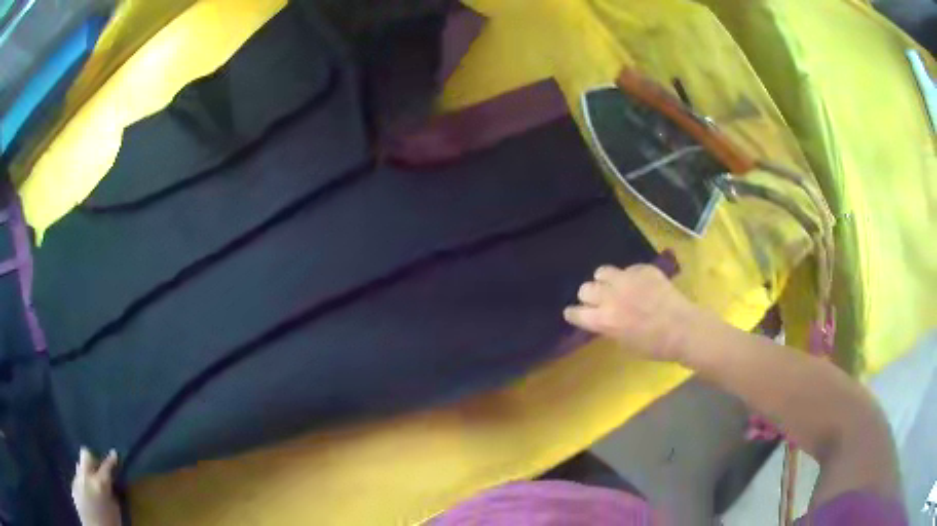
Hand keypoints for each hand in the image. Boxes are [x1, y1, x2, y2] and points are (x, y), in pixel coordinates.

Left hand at [72, 448, 120, 525]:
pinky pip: (78, 478)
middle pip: (86, 455)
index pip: (106, 466)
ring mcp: (76, 480)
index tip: (114, 454)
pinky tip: (88, 494)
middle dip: (93, 459)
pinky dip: (83, 482)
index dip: (111, 460)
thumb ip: (112, 493)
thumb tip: (111, 483)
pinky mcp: (73, 486)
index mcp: (99, 483)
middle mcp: (85, 476)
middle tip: (100, 469)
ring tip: (93, 483)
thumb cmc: (110, 523)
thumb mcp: (116, 510)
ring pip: (80, 466)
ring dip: (87, 471)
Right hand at [563, 264, 693, 361]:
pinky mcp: (643, 269)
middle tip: (600, 301)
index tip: (576, 314)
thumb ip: (609, 328)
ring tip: (616, 287)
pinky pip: (628, 269)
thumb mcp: (624, 343)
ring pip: (602, 272)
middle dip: (589, 296)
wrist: (683, 329)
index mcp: (604, 320)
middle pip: (585, 289)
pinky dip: (630, 277)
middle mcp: (611, 296)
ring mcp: (627, 279)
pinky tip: (641, 286)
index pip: (575, 312)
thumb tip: (604, 318)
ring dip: (605, 281)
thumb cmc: (654, 346)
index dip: (574, 314)